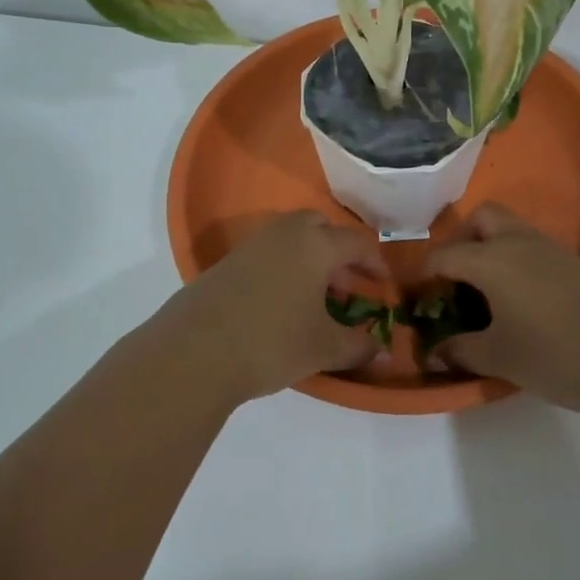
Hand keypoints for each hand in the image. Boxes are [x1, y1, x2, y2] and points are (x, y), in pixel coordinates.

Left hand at [151, 211, 388, 401]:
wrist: (195, 351)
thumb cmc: (272, 342)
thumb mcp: (324, 348)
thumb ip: (358, 346)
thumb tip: (383, 351)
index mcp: (315, 244)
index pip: (357, 242)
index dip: (375, 263)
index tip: (384, 285)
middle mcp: (285, 233)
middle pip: (320, 228)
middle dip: (339, 252)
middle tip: (347, 285)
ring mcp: (252, 245)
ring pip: (291, 238)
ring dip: (310, 259)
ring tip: (315, 298)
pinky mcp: (227, 262)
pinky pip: (267, 253)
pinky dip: (284, 268)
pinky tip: (281, 304)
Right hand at [422, 203, 579, 410]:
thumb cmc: (555, 353)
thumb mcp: (500, 357)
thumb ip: (460, 351)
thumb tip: (433, 352)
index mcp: (491, 260)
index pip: (444, 255)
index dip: (423, 274)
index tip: (413, 295)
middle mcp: (519, 243)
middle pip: (482, 218)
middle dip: (461, 240)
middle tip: (455, 279)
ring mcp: (552, 251)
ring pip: (511, 231)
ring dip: (491, 250)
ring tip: (485, 294)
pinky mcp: (576, 265)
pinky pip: (533, 249)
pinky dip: (516, 263)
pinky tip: (521, 302)